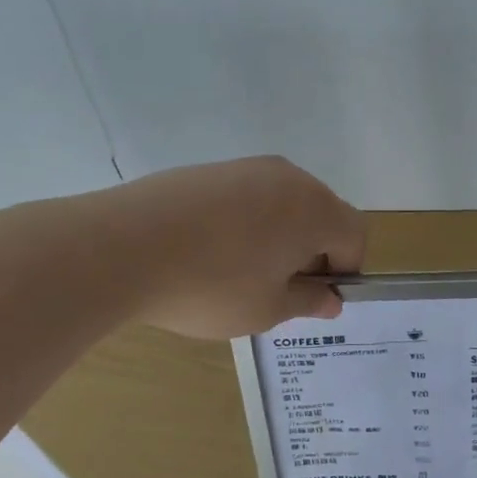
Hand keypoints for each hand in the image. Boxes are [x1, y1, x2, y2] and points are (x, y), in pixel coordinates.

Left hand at [107, 156, 366, 338]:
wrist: (122, 247)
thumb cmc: (211, 286)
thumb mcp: (267, 309)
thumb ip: (307, 301)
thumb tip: (330, 298)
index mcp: (316, 210)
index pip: (354, 235)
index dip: (345, 269)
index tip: (315, 296)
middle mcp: (290, 178)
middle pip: (322, 213)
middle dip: (313, 250)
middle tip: (279, 287)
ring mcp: (248, 168)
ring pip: (283, 203)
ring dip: (279, 235)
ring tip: (240, 271)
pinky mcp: (210, 170)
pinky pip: (247, 196)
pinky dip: (245, 222)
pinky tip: (209, 250)